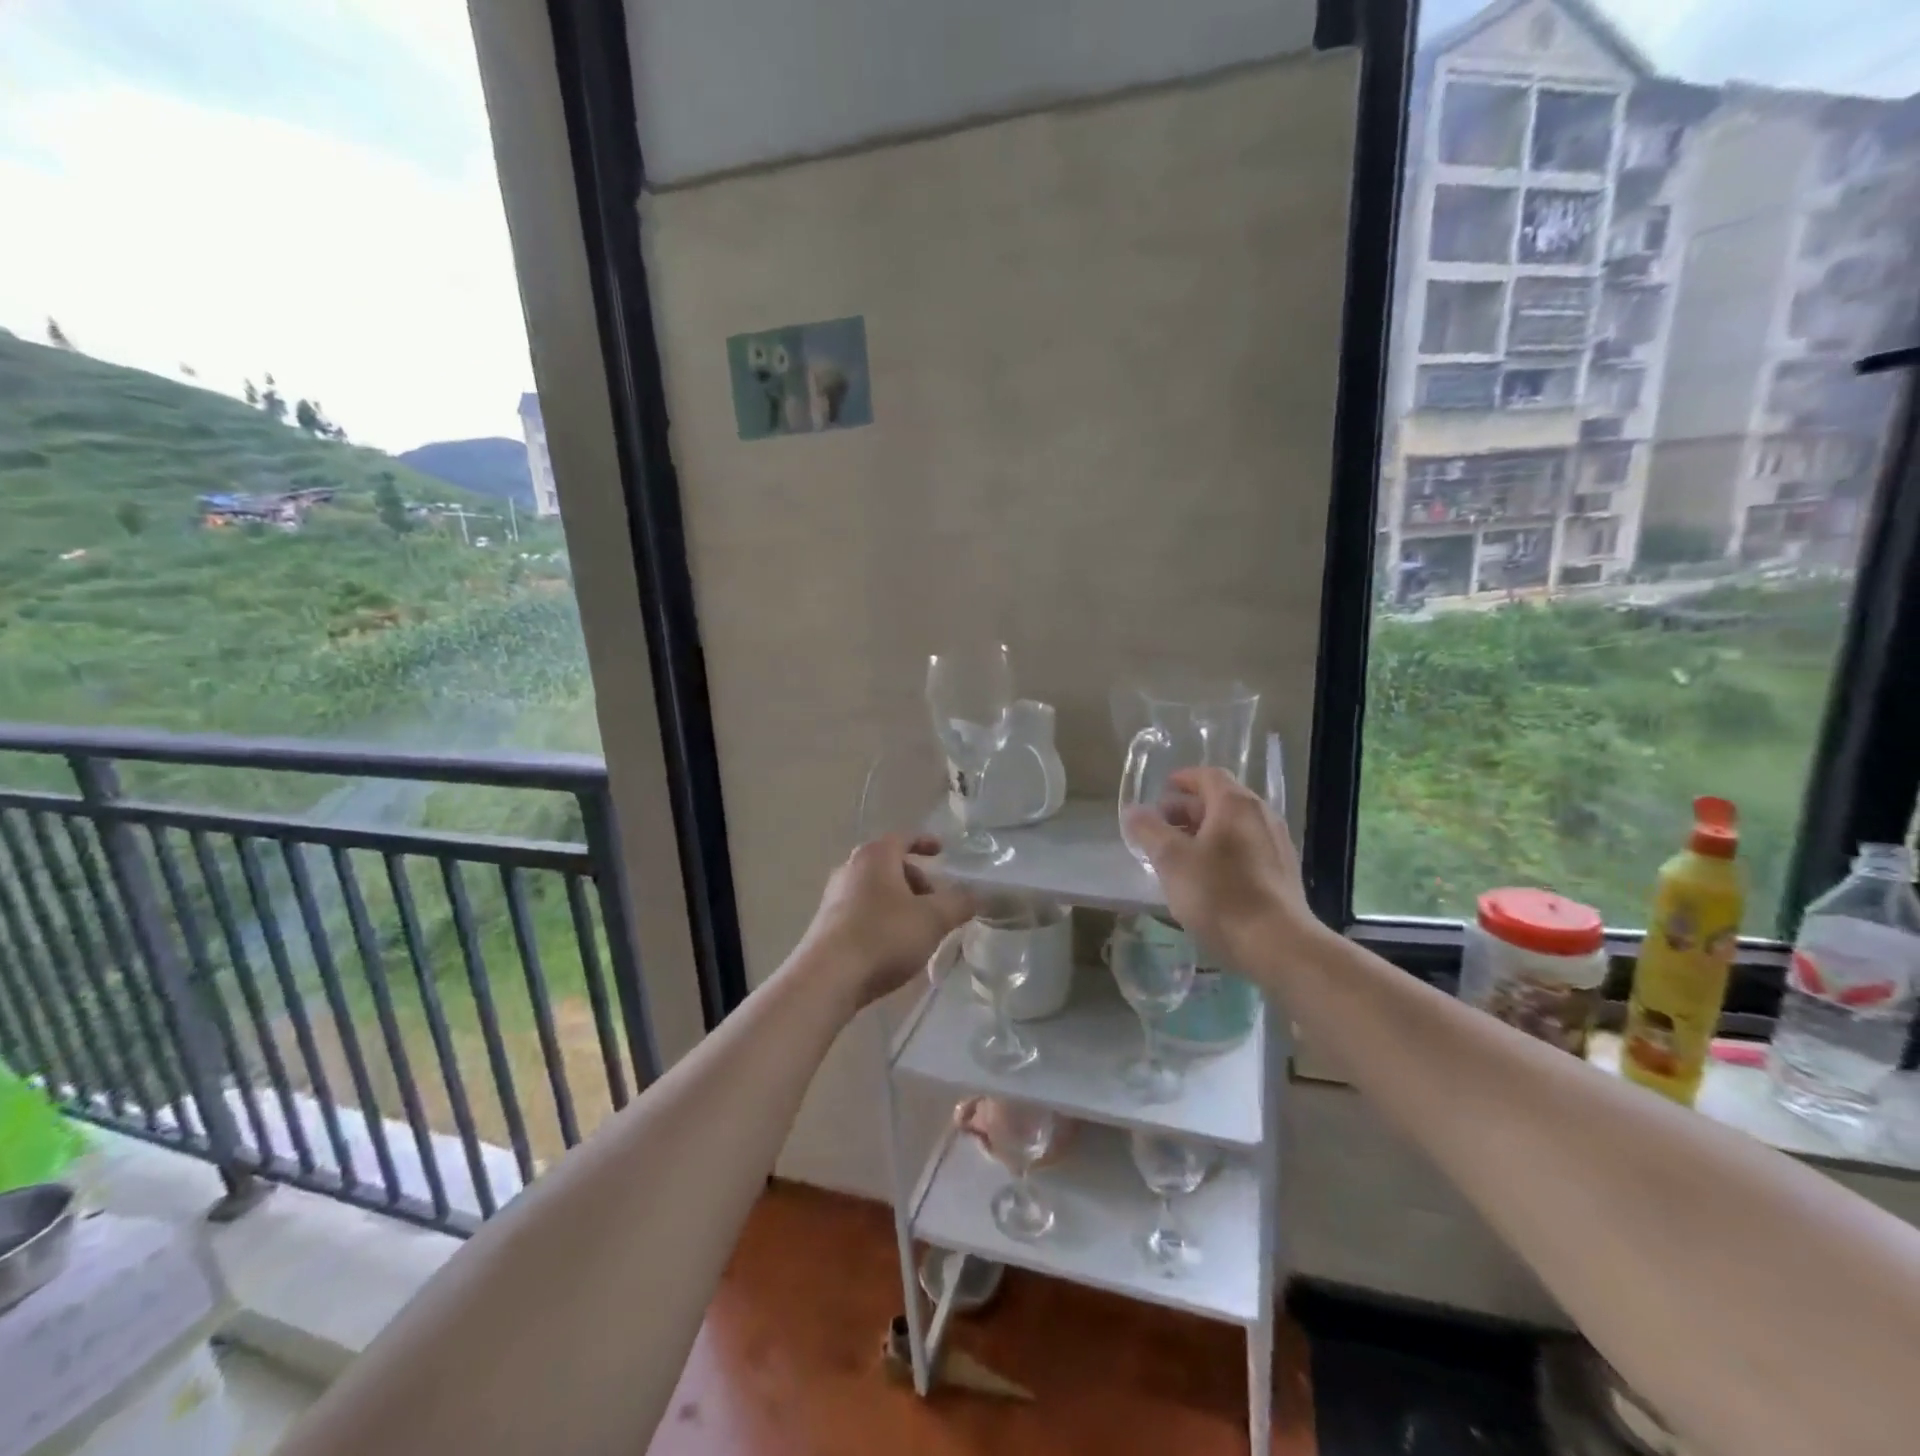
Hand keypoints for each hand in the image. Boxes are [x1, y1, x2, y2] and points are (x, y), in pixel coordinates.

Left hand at [801, 835, 975, 1009]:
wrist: (827, 978)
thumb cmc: (883, 936)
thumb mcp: (933, 919)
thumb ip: (959, 903)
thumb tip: (977, 894)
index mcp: (875, 856)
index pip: (903, 838)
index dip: (925, 842)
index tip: (941, 851)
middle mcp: (850, 869)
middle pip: (889, 865)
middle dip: (916, 879)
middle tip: (936, 900)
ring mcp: (834, 898)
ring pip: (875, 890)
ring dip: (899, 902)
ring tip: (919, 927)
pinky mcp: (826, 926)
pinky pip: (862, 912)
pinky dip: (882, 919)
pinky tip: (894, 946)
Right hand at [1124, 768, 1315, 965]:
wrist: (1278, 945)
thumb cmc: (1219, 895)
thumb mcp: (1171, 860)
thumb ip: (1149, 830)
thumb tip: (1134, 811)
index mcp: (1236, 805)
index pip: (1208, 776)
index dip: (1183, 779)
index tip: (1162, 790)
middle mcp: (1262, 816)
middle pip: (1221, 800)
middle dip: (1188, 809)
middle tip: (1161, 826)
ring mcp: (1277, 845)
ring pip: (1234, 827)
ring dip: (1204, 832)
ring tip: (1178, 854)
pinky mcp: (1283, 873)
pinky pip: (1247, 849)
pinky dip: (1223, 851)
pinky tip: (1207, 878)